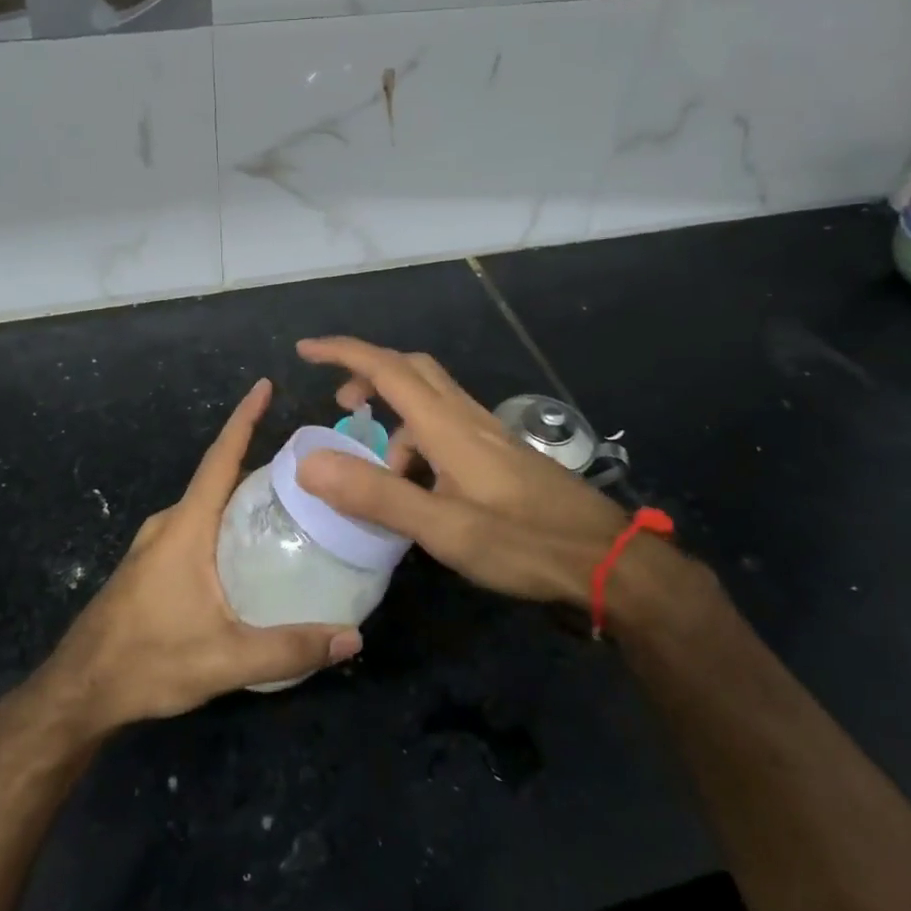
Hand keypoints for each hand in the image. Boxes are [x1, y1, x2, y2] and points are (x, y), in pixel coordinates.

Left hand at [33, 377, 361, 734]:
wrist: (79, 691)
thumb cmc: (148, 662)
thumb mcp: (225, 659)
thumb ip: (290, 648)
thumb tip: (353, 639)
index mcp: (186, 526)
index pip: (220, 458)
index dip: (244, 419)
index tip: (265, 385)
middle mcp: (169, 524)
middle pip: (218, 478)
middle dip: (258, 461)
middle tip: (307, 465)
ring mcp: (155, 544)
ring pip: (207, 505)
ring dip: (241, 495)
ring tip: (288, 503)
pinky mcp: (151, 565)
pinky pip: (196, 526)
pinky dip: (225, 521)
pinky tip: (249, 548)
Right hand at [292, 337, 632, 607]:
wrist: (605, 560)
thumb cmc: (523, 542)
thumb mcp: (443, 527)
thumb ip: (376, 495)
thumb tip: (309, 463)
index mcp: (447, 425)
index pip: (386, 368)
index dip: (343, 353)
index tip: (305, 350)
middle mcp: (466, 417)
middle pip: (411, 369)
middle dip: (368, 376)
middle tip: (341, 407)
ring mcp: (487, 433)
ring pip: (429, 401)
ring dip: (395, 420)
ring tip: (383, 476)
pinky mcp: (500, 453)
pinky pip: (446, 428)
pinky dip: (419, 442)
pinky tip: (422, 490)